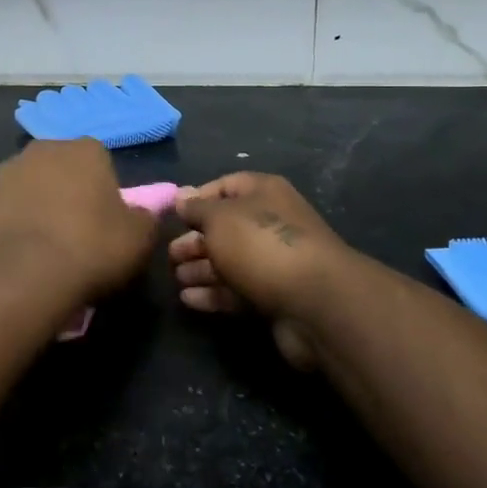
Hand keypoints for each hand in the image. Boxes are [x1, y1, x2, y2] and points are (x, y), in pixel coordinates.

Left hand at [0, 141, 158, 310]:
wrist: (24, 275)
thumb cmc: (91, 248)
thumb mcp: (139, 238)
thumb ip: (143, 218)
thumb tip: (137, 214)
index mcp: (85, 149)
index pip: (100, 162)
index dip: (103, 192)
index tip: (105, 222)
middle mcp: (43, 149)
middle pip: (62, 169)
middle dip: (67, 191)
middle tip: (76, 231)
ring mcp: (7, 171)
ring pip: (31, 185)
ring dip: (38, 204)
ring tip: (45, 245)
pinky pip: (6, 207)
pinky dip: (13, 222)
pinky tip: (21, 251)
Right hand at [170, 174, 355, 368]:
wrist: (316, 302)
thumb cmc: (261, 244)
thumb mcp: (220, 218)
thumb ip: (196, 209)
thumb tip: (181, 196)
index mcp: (264, 193)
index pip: (225, 186)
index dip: (197, 198)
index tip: (173, 216)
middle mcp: (271, 222)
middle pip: (225, 227)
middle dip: (195, 240)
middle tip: (169, 255)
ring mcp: (275, 261)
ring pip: (230, 261)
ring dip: (200, 268)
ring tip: (175, 278)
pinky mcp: (276, 296)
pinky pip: (238, 290)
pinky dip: (213, 293)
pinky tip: (189, 300)